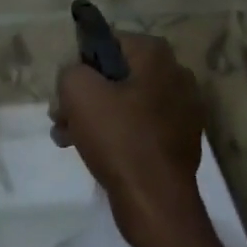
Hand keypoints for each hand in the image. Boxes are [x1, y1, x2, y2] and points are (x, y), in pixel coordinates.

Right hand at [51, 33, 207, 246]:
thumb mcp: (78, 91)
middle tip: (63, 117)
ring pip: (126, 101)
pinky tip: (93, 152)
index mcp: (156, 54)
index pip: (107, 41)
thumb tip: (77, 76)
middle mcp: (176, 74)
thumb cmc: (118, 138)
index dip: (81, 64)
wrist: (156, 204)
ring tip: (69, 137)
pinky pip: (141, 125)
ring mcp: (183, 109)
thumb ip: (70, 70)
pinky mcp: (181, 139)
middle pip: (116, 74)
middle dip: (86, 94)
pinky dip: (118, 133)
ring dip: (96, 115)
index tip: (67, 90)